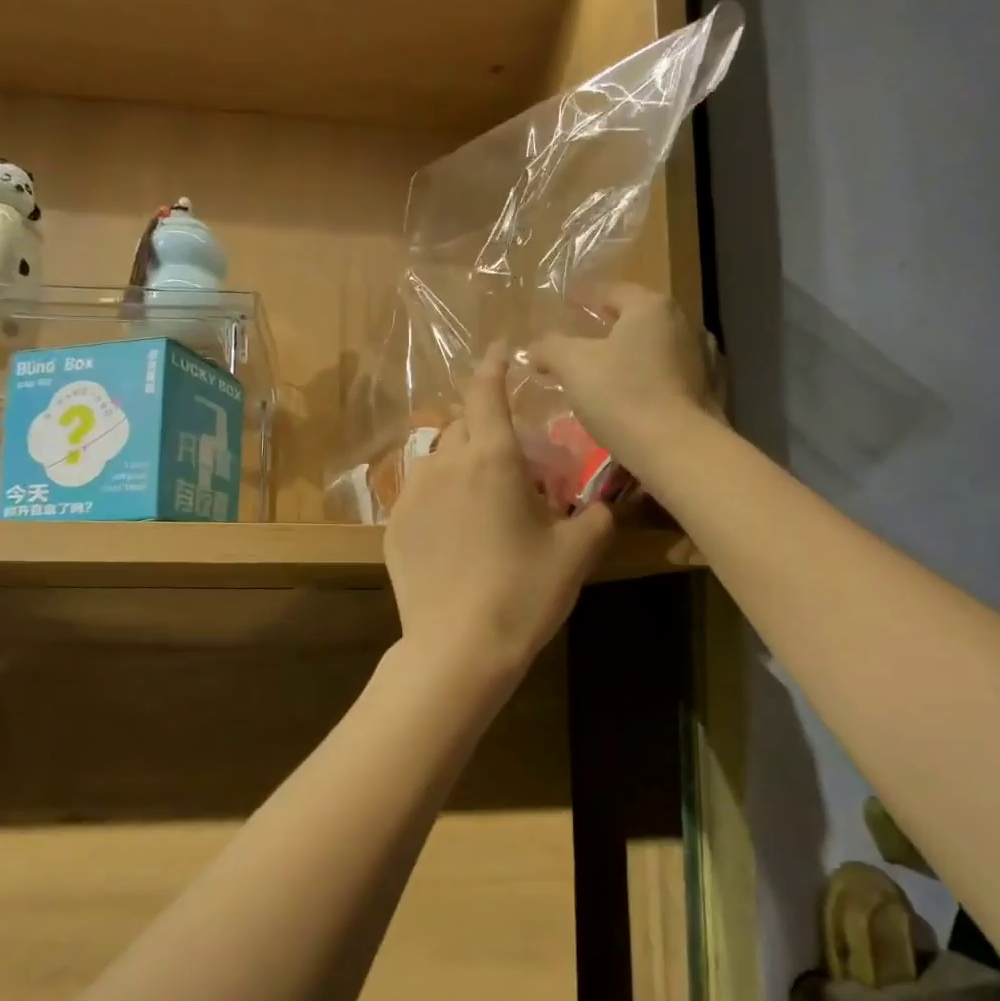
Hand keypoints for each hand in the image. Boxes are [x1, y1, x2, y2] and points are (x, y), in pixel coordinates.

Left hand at [384, 350, 613, 678]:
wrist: (458, 648)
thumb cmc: (523, 593)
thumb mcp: (574, 554)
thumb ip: (595, 517)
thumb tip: (605, 502)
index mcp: (491, 458)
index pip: (487, 390)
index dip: (494, 365)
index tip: (500, 352)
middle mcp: (445, 463)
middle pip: (463, 424)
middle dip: (485, 428)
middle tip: (510, 462)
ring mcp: (412, 494)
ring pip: (438, 457)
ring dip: (460, 463)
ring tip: (479, 499)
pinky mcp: (394, 525)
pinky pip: (419, 493)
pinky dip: (439, 496)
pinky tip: (453, 533)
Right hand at [528, 285, 712, 473]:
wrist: (675, 448)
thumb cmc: (621, 394)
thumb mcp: (572, 365)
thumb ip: (551, 348)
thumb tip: (535, 348)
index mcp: (651, 307)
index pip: (612, 290)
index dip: (585, 296)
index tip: (566, 303)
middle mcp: (681, 323)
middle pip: (634, 318)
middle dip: (606, 326)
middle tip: (578, 338)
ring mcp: (697, 358)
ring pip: (650, 348)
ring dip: (625, 355)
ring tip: (598, 371)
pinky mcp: (702, 392)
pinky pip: (662, 375)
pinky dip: (641, 378)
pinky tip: (624, 396)